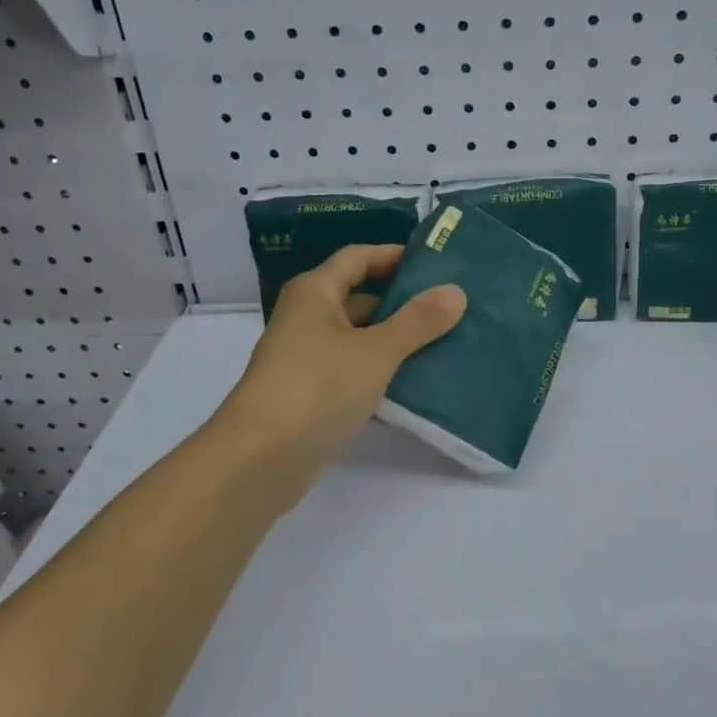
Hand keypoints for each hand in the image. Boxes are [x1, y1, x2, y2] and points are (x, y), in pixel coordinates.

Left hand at [207, 245, 465, 509]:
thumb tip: (456, 292)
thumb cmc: (318, 387)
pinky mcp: (310, 397)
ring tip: (445, 344)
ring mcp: (306, 360)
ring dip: (396, 342)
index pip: (358, 258)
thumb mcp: (377, 351)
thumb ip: (418, 321)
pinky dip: (381, 375)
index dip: (393, 256)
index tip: (435, 263)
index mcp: (315, 293)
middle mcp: (306, 319)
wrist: (260, 460)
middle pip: (359, 298)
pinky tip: (417, 386)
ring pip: (359, 340)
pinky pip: (353, 374)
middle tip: (450, 308)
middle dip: (402, 302)